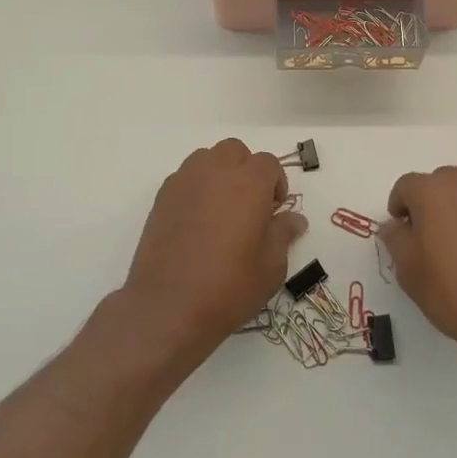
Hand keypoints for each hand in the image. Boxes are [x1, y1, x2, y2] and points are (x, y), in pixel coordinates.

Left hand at [121, 139, 307, 368]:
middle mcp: (216, 171)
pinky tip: (197, 221)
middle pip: (235, 151)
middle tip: (250, 205)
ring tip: (222, 209)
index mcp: (249, 183)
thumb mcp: (271, 267)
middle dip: (246, 170)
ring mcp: (185, 181)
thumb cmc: (229, 286)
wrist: (168, 306)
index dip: (276, 184)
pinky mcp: (162, 197)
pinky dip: (196, 188)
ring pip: (207, 158)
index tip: (274, 211)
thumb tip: (294, 219)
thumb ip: (283, 234)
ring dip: (219, 173)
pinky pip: (185, 177)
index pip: (268, 163)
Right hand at [380, 166, 456, 368]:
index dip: (399, 207)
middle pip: (439, 183)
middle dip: (429, 204)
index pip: (406, 186)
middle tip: (429, 239)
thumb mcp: (410, 271)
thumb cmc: (456, 293)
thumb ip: (395, 239)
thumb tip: (395, 225)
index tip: (401, 232)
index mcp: (434, 190)